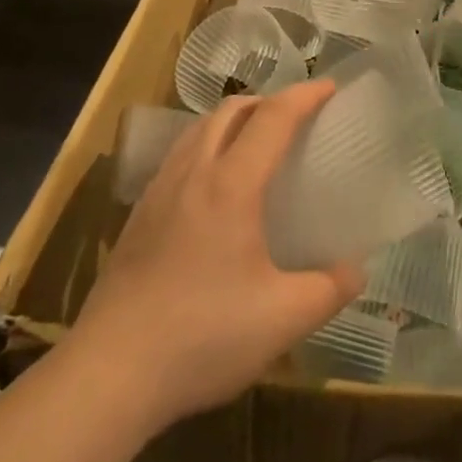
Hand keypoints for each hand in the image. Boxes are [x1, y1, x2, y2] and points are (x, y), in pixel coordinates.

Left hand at [74, 80, 363, 430]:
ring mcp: (159, 191)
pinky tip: (214, 187)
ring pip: (200, 128)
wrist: (107, 374)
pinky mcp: (138, 215)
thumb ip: (328, 290)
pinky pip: (180, 155)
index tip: (331, 86)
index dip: (305, 95)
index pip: (274, 117)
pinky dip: (208, 145)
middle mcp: (193, 172)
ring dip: (235, 119)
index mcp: (231, 184)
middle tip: (296, 117)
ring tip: (257, 143)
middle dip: (269, 100)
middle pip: (232, 110)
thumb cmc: (201, 337)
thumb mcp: (281, 320)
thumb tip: (355, 270)